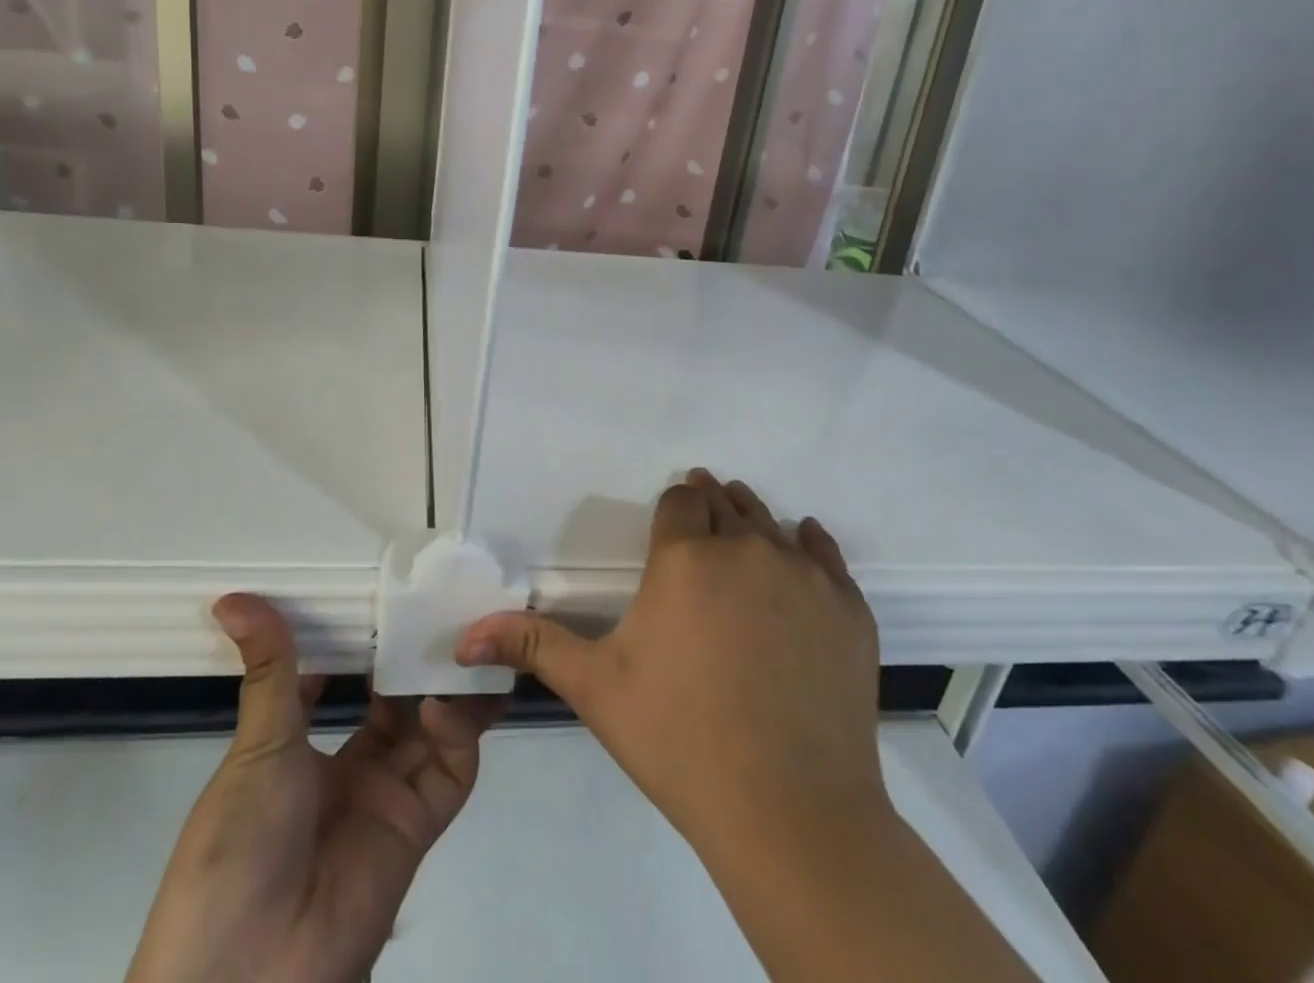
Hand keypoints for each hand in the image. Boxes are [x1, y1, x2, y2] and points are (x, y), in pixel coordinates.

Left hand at [126, 594, 496, 982]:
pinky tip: (438, 698)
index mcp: (302, 751)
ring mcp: (387, 798)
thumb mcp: (255, 748)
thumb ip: (269, 668)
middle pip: (396, 702)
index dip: (362, 644)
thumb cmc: (237, 845)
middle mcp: (351, 770)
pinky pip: (450, 770)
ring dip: (446, 686)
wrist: (248, 974)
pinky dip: (456, 731)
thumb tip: (233, 599)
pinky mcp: (418, 826)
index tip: (383, 595)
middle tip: (438, 605)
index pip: (341, 683)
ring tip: (458, 636)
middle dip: (415, 659)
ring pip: (432, 729)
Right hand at [456, 469, 888, 855]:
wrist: (792, 813)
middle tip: (700, 530)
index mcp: (686, 557)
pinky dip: (809, 547)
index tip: (670, 523)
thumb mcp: (596, 688)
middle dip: (708, 507)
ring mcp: (804, 575)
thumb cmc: (680, 740)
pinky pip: (826, 554)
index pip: (680, 500)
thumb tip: (465, 634)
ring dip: (751, 522)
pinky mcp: (848, 607)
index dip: (673, 508)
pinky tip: (801, 553)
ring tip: (740, 539)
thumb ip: (533, 645)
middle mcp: (746, 547)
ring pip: (771, 522)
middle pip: (726, 502)